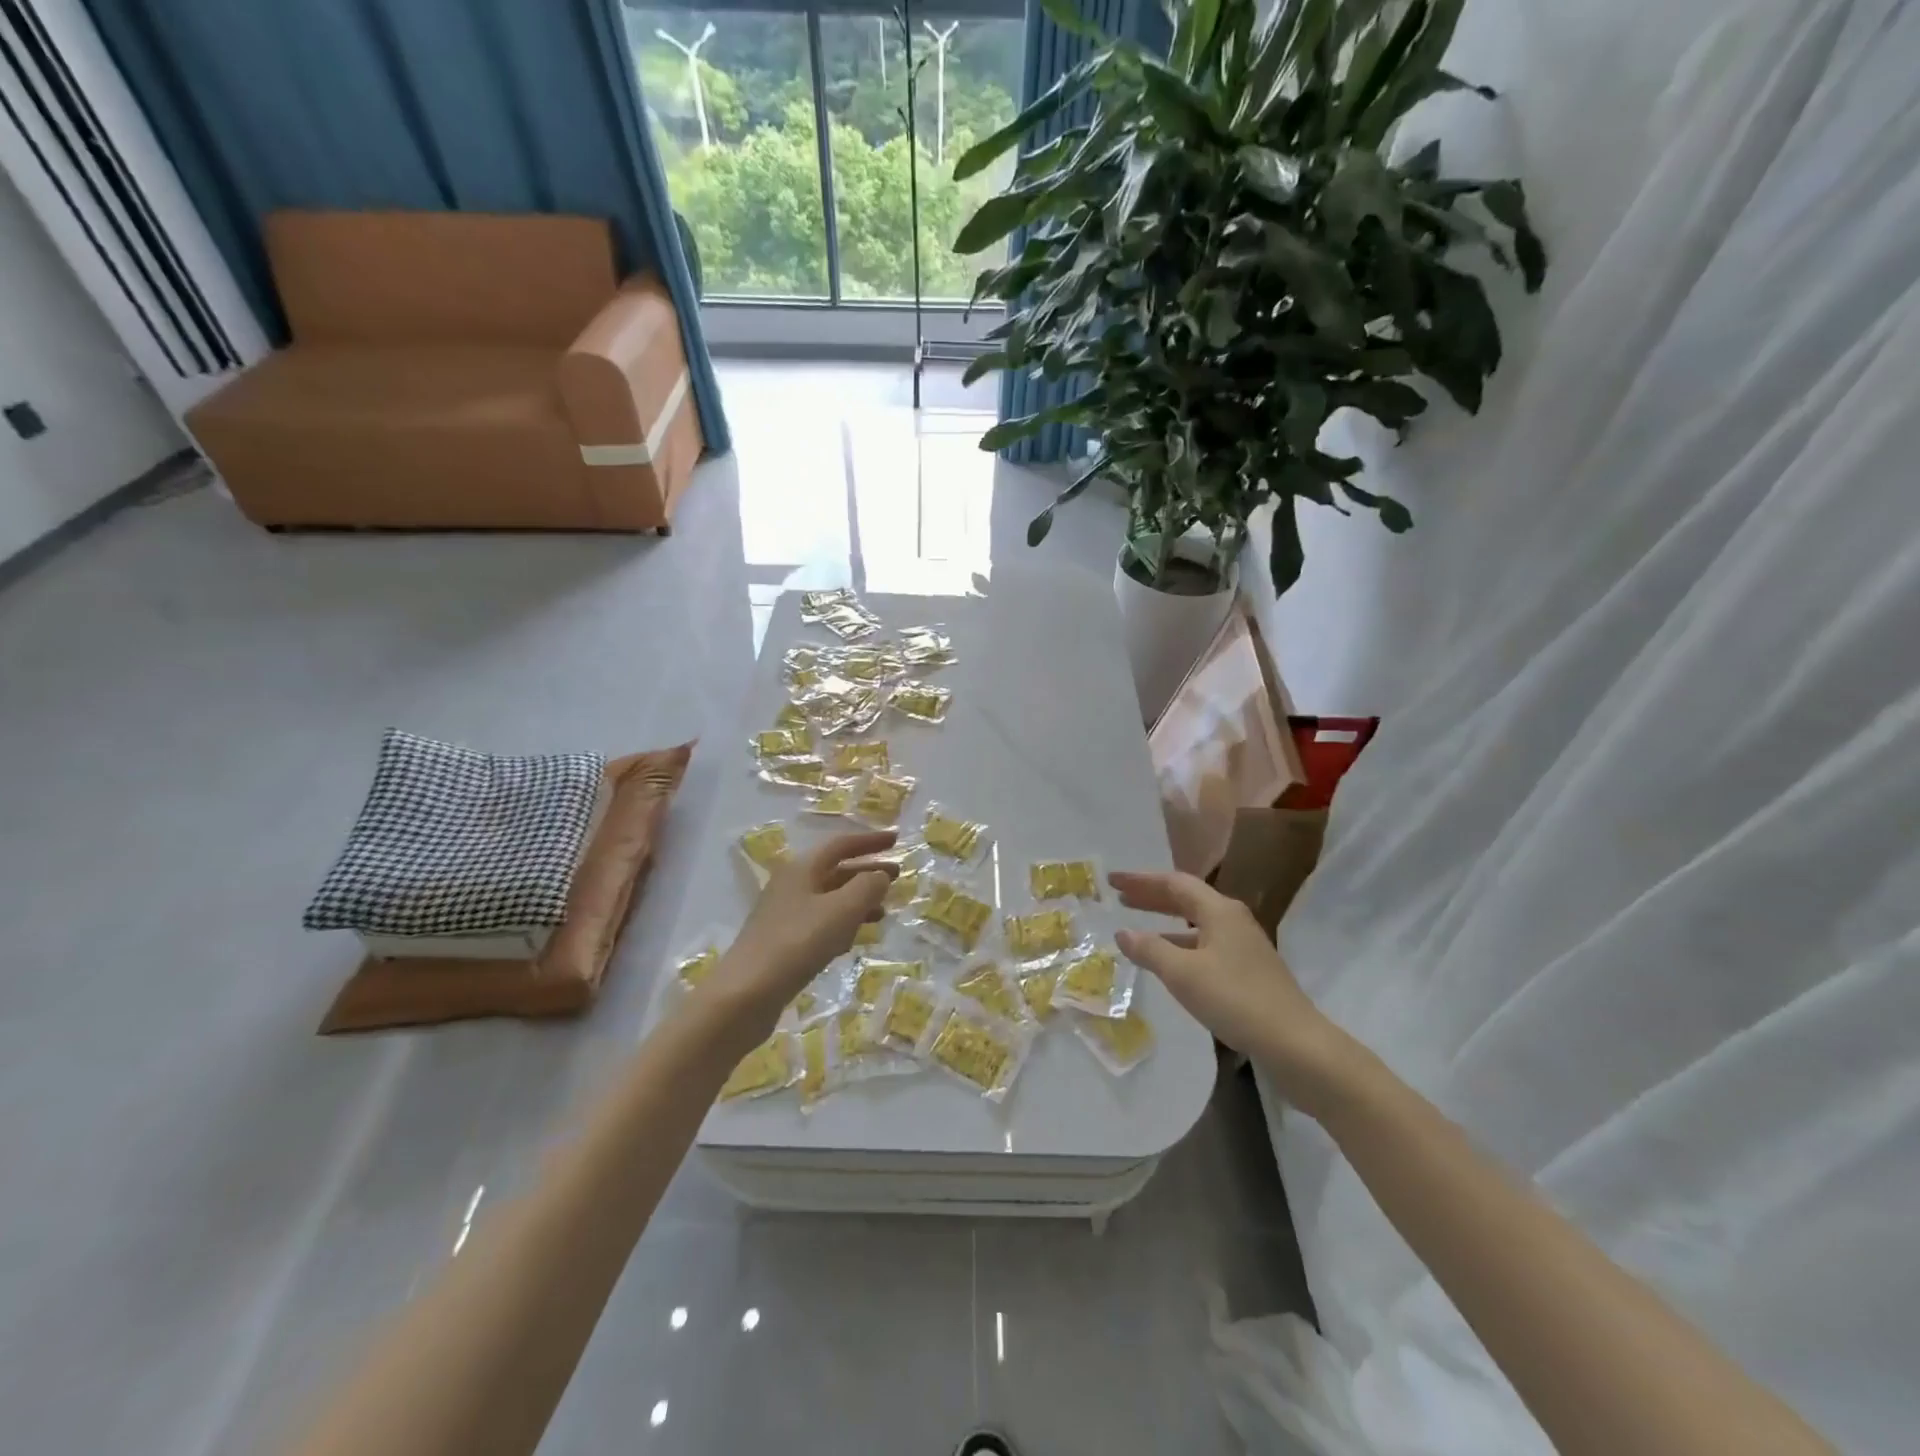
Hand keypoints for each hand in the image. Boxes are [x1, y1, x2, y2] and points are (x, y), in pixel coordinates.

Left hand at [696, 831, 898, 1042]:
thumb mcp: (841, 910)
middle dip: (867, 871)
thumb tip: (880, 875)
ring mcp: (785, 915)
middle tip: (897, 876)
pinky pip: (821, 924)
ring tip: (884, 911)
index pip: (841, 844)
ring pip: (829, 899)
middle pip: (835, 870)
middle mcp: (791, 886)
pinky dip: (842, 924)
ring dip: (857, 900)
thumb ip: (867, 887)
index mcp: (802, 869)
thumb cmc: (797, 943)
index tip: (896, 840)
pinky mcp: (784, 943)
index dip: (870, 841)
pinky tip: (854, 939)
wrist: (746, 994)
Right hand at [1109, 870, 1355, 1111]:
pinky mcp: (1248, 970)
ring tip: (1137, 927)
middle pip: (1186, 898)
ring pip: (1196, 922)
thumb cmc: (1235, 999)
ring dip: (1165, 921)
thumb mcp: (1183, 974)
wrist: (1295, 1043)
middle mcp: (1232, 919)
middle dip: (1151, 897)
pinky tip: (1168, 961)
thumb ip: (1150, 949)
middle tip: (1120, 897)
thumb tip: (1123, 932)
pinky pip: (1205, 943)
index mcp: (1219, 910)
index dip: (1140, 880)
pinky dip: (1180, 944)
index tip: (1112, 880)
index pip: (1173, 882)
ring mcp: (1243, 945)